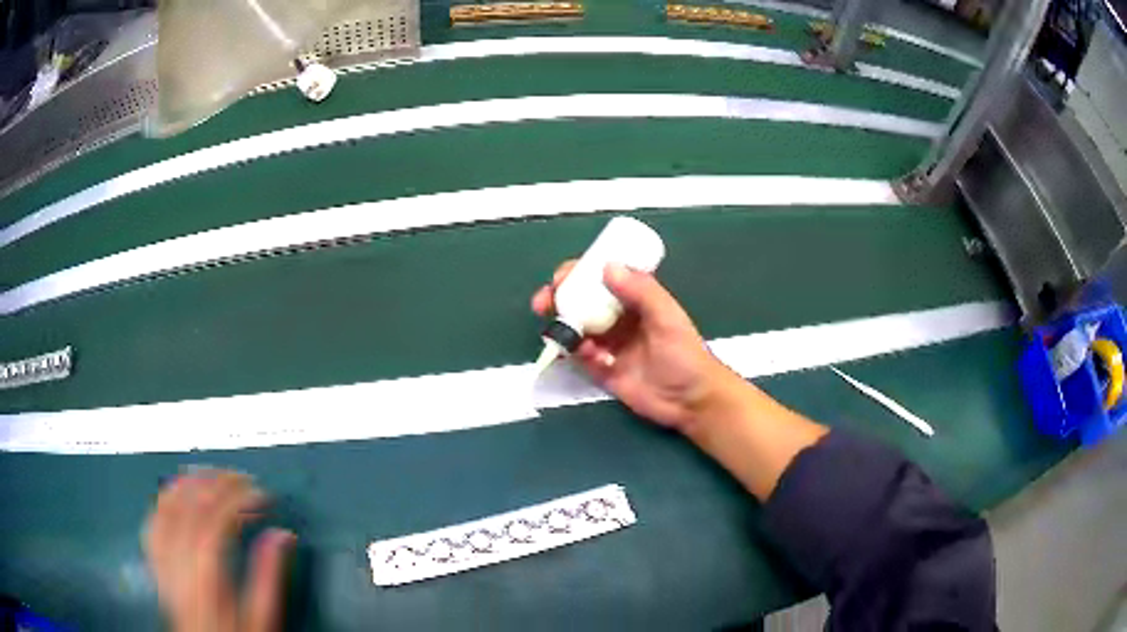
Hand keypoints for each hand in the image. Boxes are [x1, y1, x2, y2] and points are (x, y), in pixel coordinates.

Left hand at [143, 469, 294, 631]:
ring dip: (189, 483)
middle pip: (191, 504)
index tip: (262, 494)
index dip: (240, 497)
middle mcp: (180, 561)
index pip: (218, 518)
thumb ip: (270, 576)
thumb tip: (282, 536)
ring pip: (167, 505)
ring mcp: (164, 560)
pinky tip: (175, 494)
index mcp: (207, 574)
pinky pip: (153, 521)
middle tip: (241, 478)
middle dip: (218, 482)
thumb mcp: (263, 619)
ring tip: (210, 474)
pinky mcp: (156, 563)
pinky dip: (164, 500)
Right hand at [532, 261, 735, 430]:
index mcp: (634, 300)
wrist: (690, 401)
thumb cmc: (684, 354)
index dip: (578, 273)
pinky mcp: (600, 370)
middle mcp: (617, 319)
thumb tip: (607, 266)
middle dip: (558, 298)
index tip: (561, 277)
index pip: (600, 278)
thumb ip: (641, 291)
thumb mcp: (667, 317)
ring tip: (558, 331)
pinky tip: (588, 355)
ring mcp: (607, 344)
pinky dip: (576, 353)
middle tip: (543, 302)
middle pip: (580, 301)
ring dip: (561, 326)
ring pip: (575, 328)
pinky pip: (579, 357)